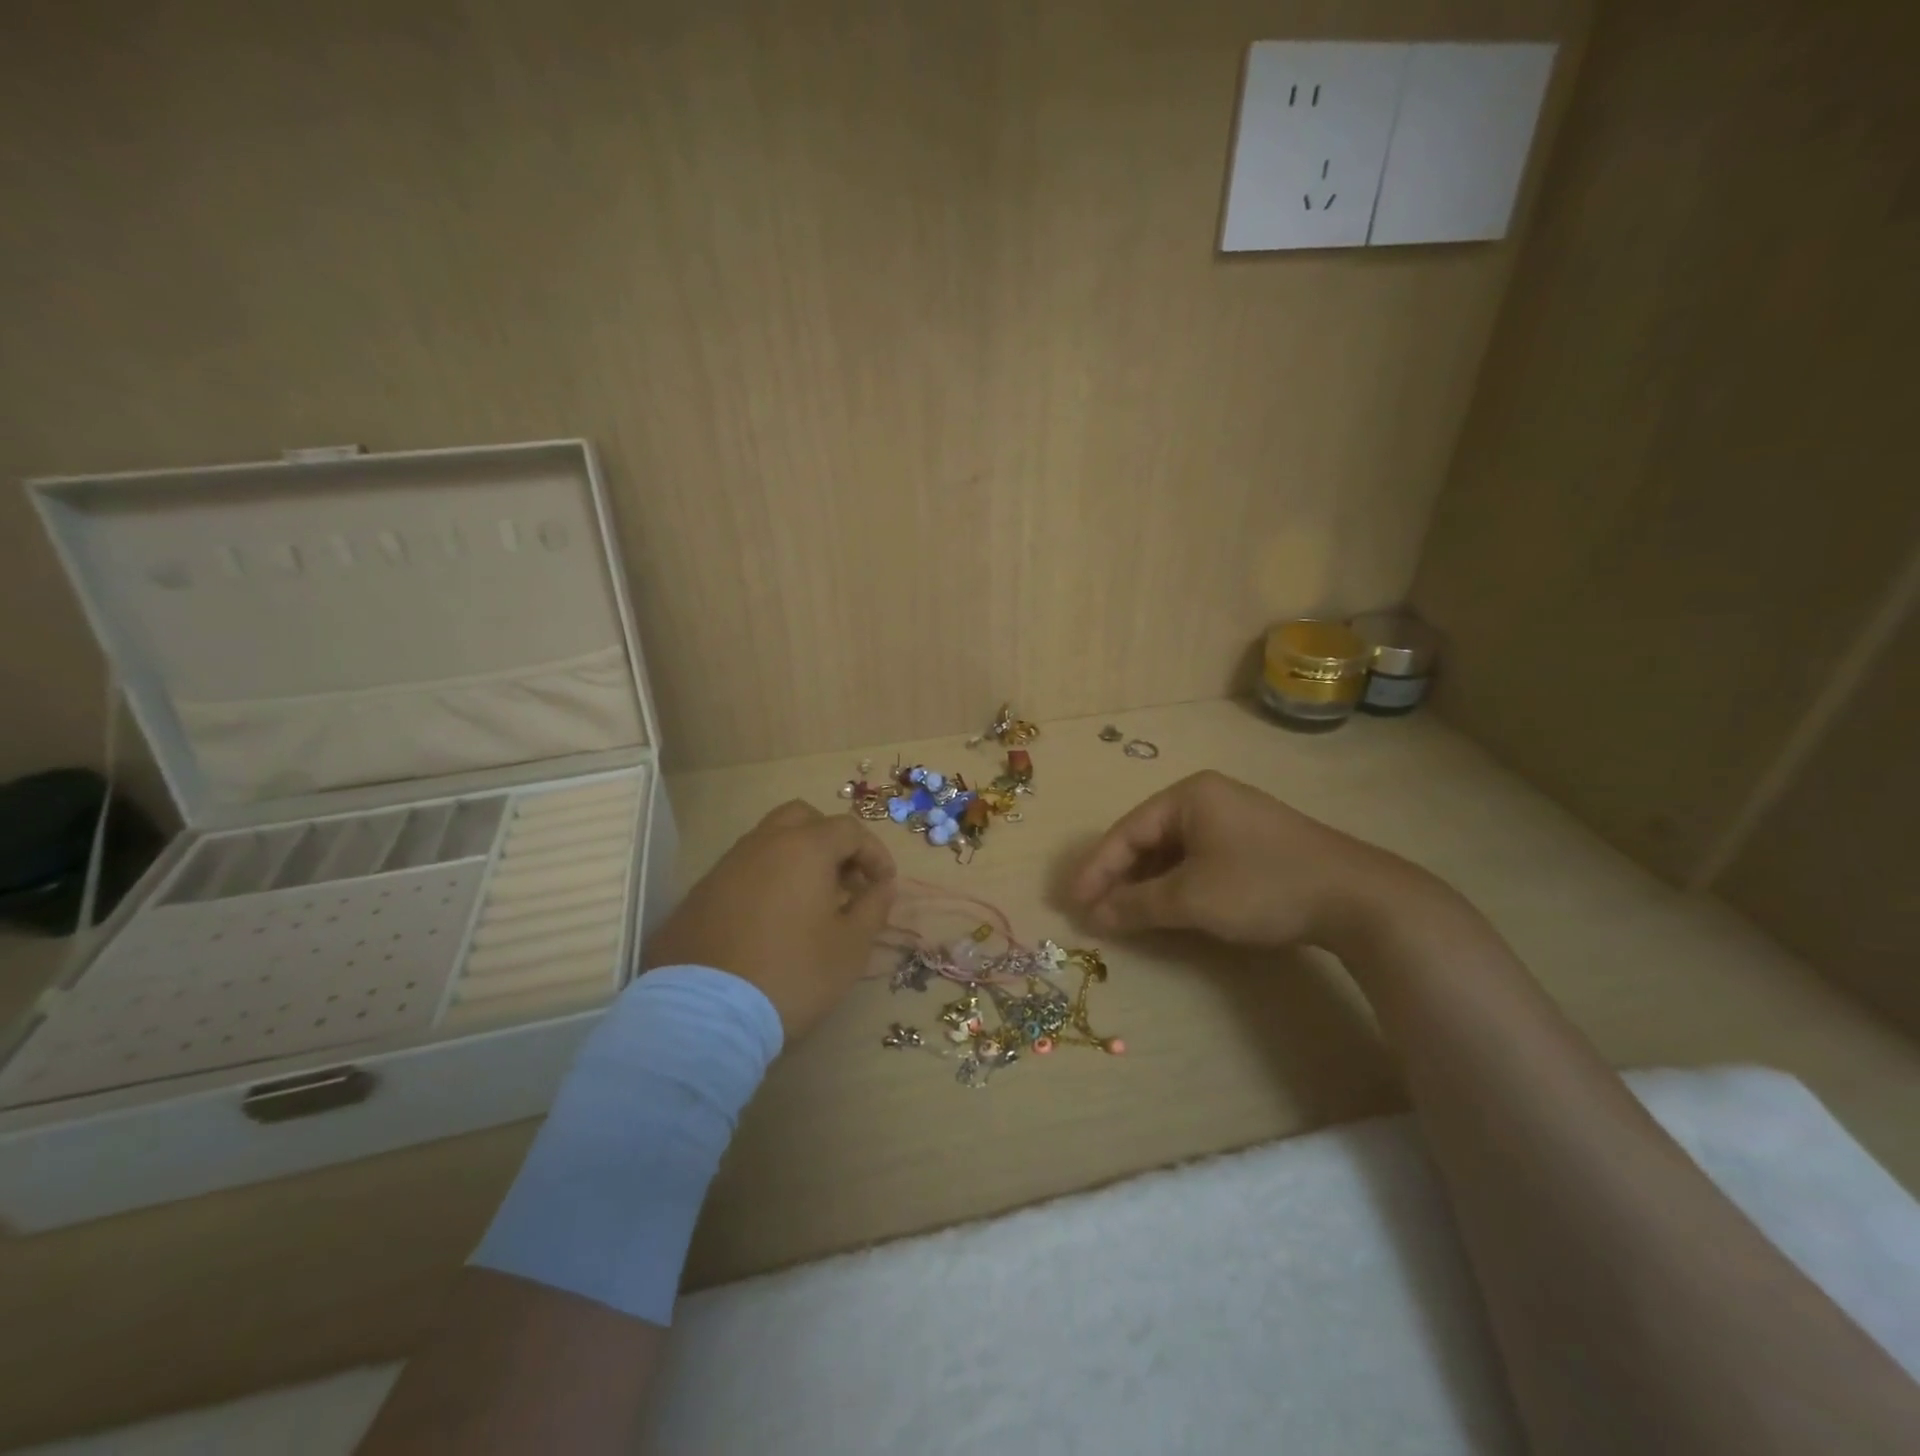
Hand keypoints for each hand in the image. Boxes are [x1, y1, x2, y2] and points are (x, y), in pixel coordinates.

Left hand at [642, 801, 896, 1039]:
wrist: (706, 1015)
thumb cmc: (794, 973)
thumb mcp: (851, 946)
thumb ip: (874, 906)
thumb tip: (882, 885)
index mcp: (804, 848)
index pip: (849, 829)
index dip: (875, 853)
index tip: (883, 885)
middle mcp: (762, 844)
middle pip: (802, 819)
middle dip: (829, 840)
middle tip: (843, 879)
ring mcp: (725, 866)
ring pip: (767, 842)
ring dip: (795, 859)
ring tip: (809, 902)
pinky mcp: (699, 894)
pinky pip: (742, 871)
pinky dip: (765, 881)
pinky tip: (770, 921)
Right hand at [1070, 771, 1429, 950]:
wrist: (1359, 898)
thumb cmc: (1262, 886)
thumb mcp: (1191, 898)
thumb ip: (1136, 904)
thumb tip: (1094, 916)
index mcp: (1189, 795)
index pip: (1126, 832)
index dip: (1095, 870)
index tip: (1072, 903)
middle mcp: (1208, 798)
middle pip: (1148, 838)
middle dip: (1119, 877)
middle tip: (1093, 910)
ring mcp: (1235, 819)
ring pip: (1174, 851)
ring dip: (1147, 884)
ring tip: (1123, 914)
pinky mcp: (1255, 843)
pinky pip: (1199, 859)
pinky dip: (1177, 884)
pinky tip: (1168, 907)